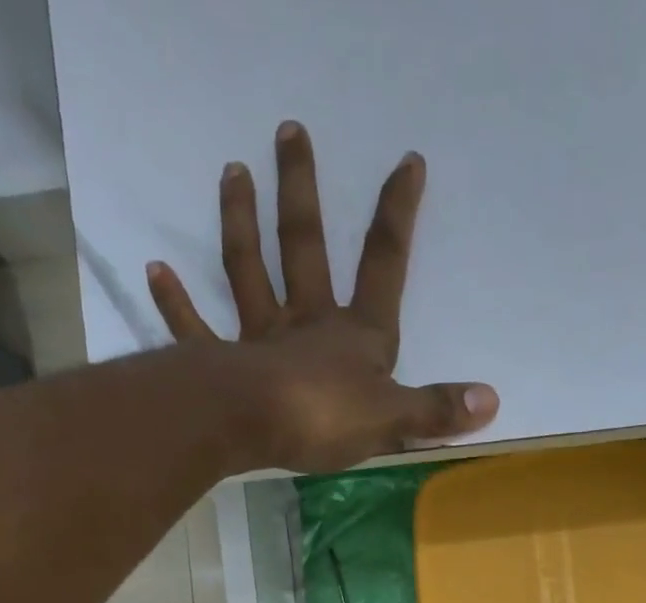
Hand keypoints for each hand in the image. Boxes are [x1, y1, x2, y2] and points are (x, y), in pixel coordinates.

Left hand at [145, 121, 499, 473]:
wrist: (254, 427)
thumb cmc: (325, 419)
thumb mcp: (394, 420)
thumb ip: (437, 409)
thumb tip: (490, 401)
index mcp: (356, 335)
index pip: (384, 265)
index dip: (397, 215)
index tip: (407, 161)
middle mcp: (307, 324)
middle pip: (305, 248)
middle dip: (302, 191)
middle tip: (288, 131)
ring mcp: (261, 341)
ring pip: (248, 272)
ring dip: (240, 223)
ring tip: (231, 172)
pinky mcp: (223, 365)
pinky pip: (196, 329)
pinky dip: (176, 303)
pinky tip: (156, 269)